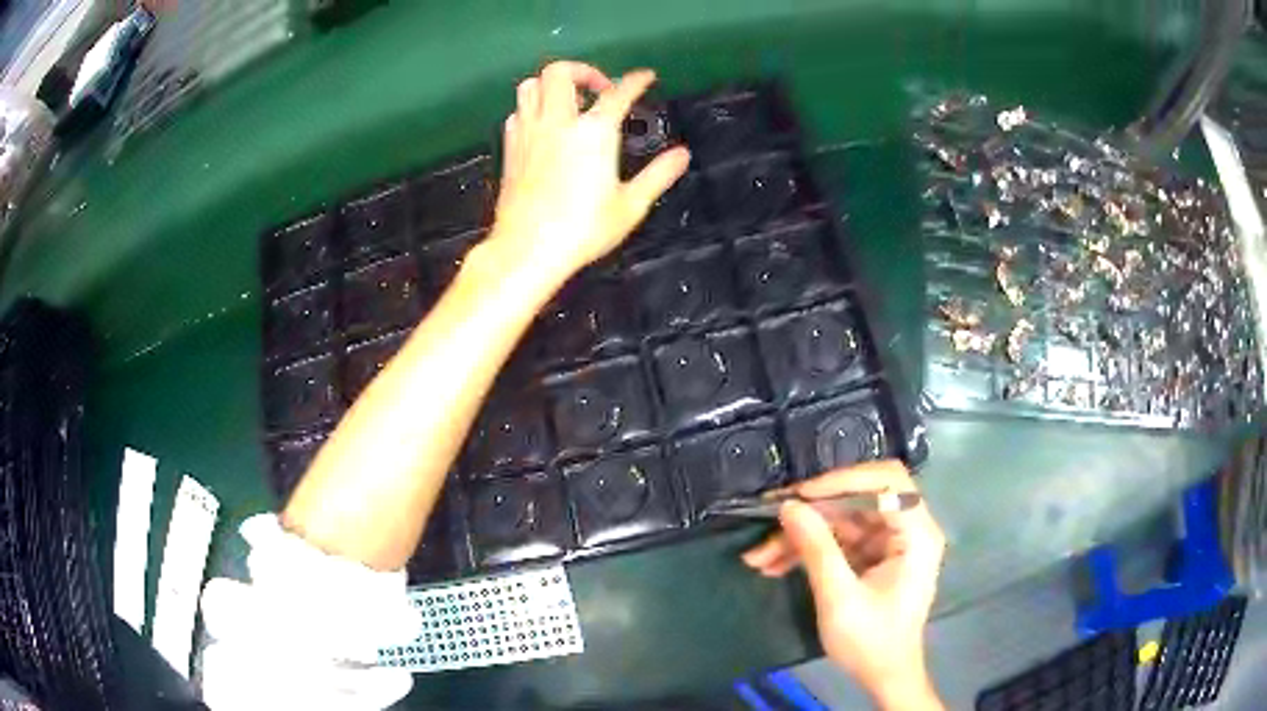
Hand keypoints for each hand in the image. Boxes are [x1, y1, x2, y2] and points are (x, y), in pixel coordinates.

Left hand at [488, 61, 690, 281]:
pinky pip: (517, 111)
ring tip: (569, 101)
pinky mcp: (510, 148)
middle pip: (560, 72)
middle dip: (583, 70)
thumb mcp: (630, 206)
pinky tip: (544, 124)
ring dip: (552, 84)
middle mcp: (558, 123)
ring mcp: (529, 133)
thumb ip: (658, 175)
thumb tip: (682, 154)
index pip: (619, 93)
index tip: (646, 76)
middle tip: (599, 89)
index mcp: (594, 133)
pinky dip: (532, 108)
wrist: (527, 249)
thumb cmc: (582, 230)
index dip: (636, 80)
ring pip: (531, 85)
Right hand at [742, 461, 945, 710]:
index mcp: (916, 533)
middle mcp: (907, 528)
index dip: (843, 481)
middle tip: (768, 521)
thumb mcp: (839, 598)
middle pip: (858, 499)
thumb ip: (817, 549)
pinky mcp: (873, 556)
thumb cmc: (871, 642)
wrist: (883, 677)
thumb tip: (789, 507)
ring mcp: (889, 542)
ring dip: (800, 535)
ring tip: (758, 556)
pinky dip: (807, 550)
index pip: (886, 481)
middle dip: (811, 513)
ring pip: (841, 520)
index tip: (800, 496)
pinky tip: (773, 564)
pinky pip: (838, 540)